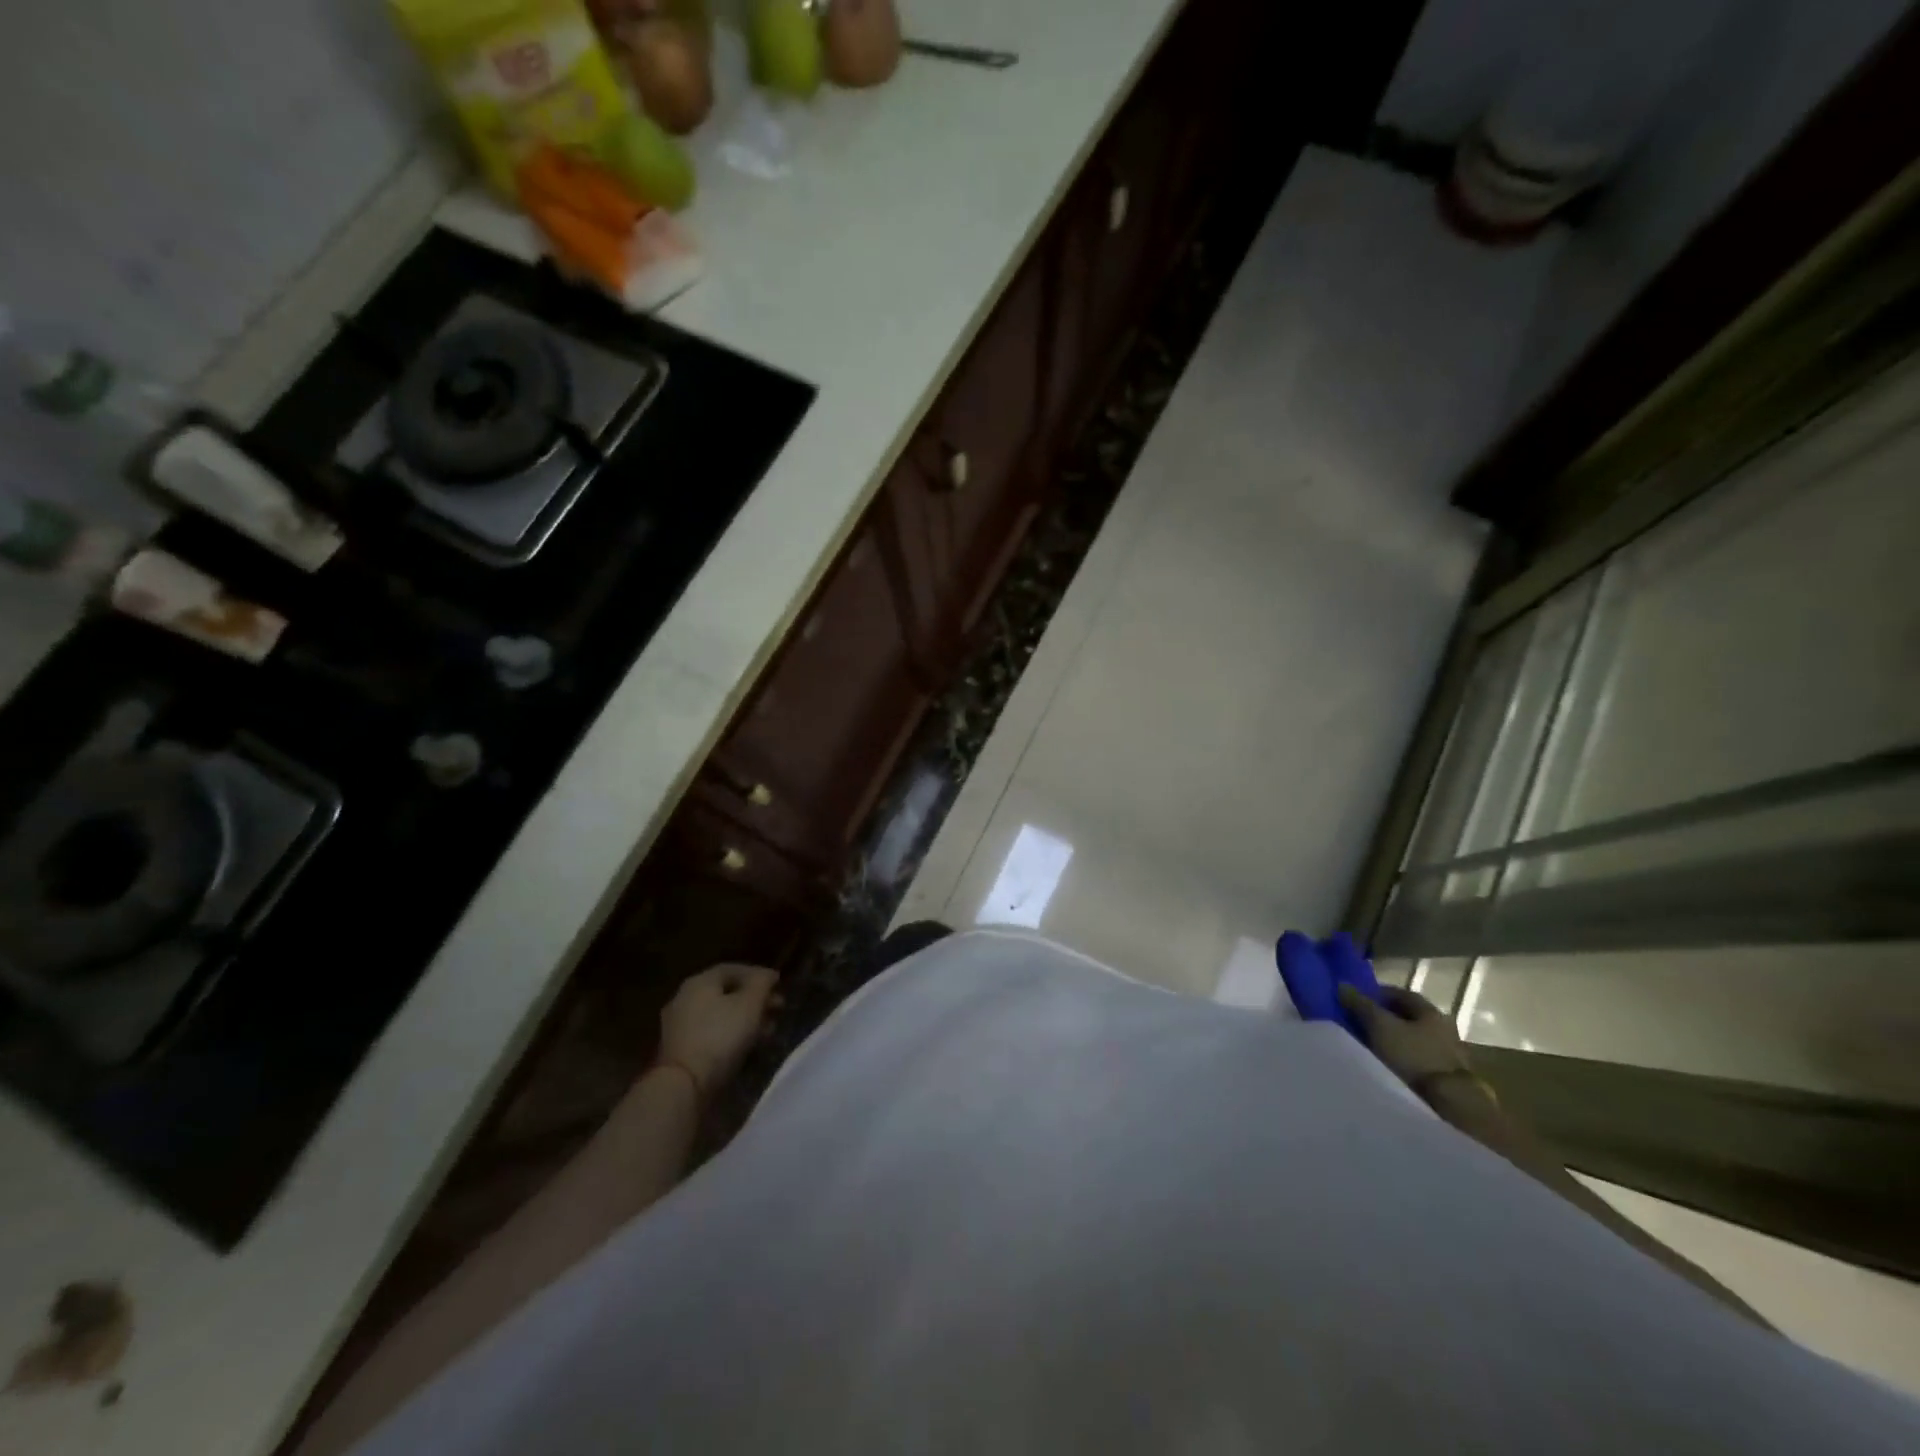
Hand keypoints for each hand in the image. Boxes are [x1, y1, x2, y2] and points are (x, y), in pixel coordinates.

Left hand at [656, 963, 780, 1097]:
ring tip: (768, 1030)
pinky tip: (748, 1046)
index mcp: (699, 982)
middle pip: (726, 992)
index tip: (779, 984)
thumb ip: (762, 984)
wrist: (684, 1085)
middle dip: (755, 999)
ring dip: (746, 1019)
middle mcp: (685, 998)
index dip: (758, 974)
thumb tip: (768, 975)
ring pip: (720, 1014)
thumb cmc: (721, 1036)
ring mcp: (679, 1025)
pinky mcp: (680, 1049)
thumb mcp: (750, 1004)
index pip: (732, 969)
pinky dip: (731, 1034)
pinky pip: (711, 1033)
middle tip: (778, 1008)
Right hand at [1337, 983, 1469, 1091]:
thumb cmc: (1413, 1055)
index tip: (1357, 999)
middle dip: (1384, 1017)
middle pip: (1408, 1017)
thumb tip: (1342, 985)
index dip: (1378, 994)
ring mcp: (1447, 1054)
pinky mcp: (1445, 1077)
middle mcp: (1443, 1029)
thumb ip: (1361, 1005)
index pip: (1401, 994)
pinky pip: (1416, 1058)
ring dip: (1392, 1039)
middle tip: (1359, 1021)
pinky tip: (1385, 1063)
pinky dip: (1401, 1057)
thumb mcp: (1380, 1026)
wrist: (1448, 1103)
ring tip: (1369, 1044)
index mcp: (1431, 1011)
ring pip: (1412, 1039)